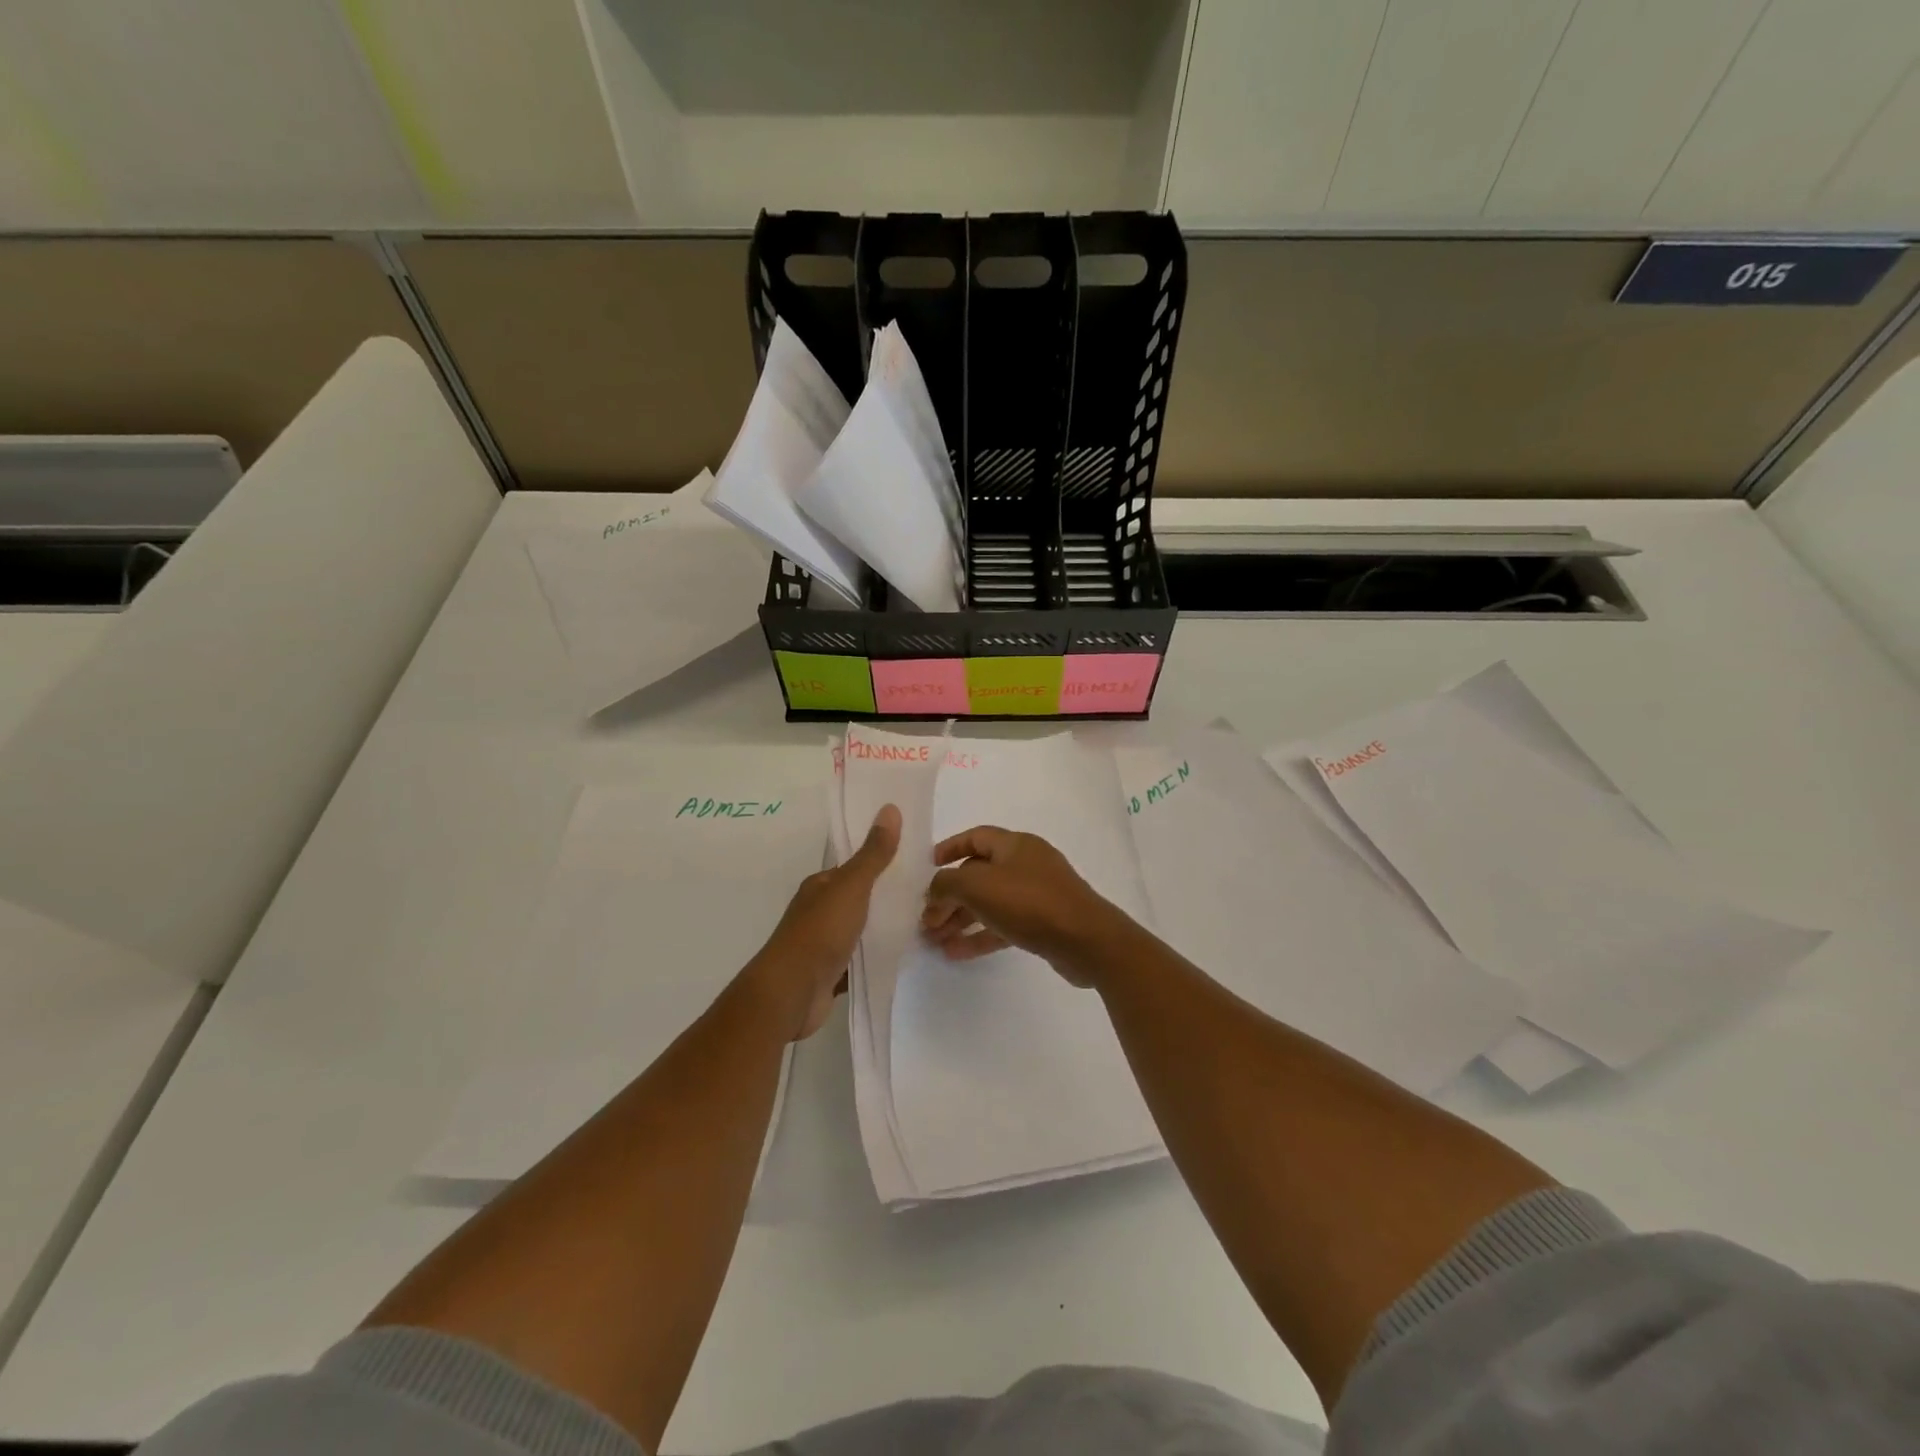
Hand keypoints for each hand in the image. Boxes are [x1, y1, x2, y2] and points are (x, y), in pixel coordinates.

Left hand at [749, 804, 900, 1039]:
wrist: (792, 992)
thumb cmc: (820, 932)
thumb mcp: (852, 886)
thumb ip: (873, 854)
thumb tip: (890, 808)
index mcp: (821, 886)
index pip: (854, 868)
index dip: (881, 862)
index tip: (915, 862)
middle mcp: (819, 911)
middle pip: (858, 898)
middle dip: (886, 896)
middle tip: (927, 894)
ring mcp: (823, 944)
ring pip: (860, 929)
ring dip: (883, 927)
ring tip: (921, 923)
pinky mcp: (831, 973)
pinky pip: (859, 959)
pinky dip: (876, 956)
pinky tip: (901, 955)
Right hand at [920, 826, 1129, 985]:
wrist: (1086, 941)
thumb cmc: (1029, 902)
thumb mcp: (977, 886)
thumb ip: (946, 884)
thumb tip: (934, 892)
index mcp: (1015, 845)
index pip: (975, 837)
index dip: (949, 848)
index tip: (928, 866)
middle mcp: (1026, 864)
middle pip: (979, 875)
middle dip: (949, 896)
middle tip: (925, 920)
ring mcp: (1037, 895)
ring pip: (989, 903)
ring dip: (960, 919)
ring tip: (933, 940)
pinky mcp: (1043, 924)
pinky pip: (1003, 925)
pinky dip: (979, 936)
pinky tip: (955, 953)